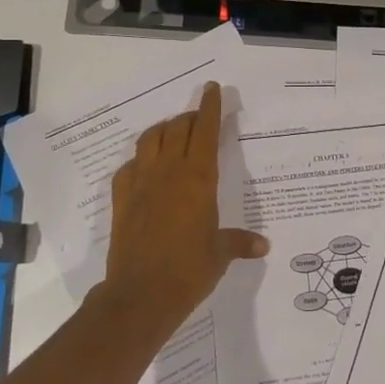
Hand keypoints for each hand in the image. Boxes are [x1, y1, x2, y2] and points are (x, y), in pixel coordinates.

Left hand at [101, 82, 268, 328]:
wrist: (141, 294)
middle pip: (177, 128)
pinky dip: (140, 159)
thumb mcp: (220, 254)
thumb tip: (263, 245)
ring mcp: (140, 183)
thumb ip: (240, 242)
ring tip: (172, 134)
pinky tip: (145, 168)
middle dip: (189, 118)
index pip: (204, 131)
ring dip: (163, 130)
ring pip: (150, 139)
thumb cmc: (189, 270)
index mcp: (198, 178)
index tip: (212, 89)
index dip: (209, 107)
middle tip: (199, 119)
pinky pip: (129, 166)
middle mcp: (168, 172)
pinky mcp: (121, 198)